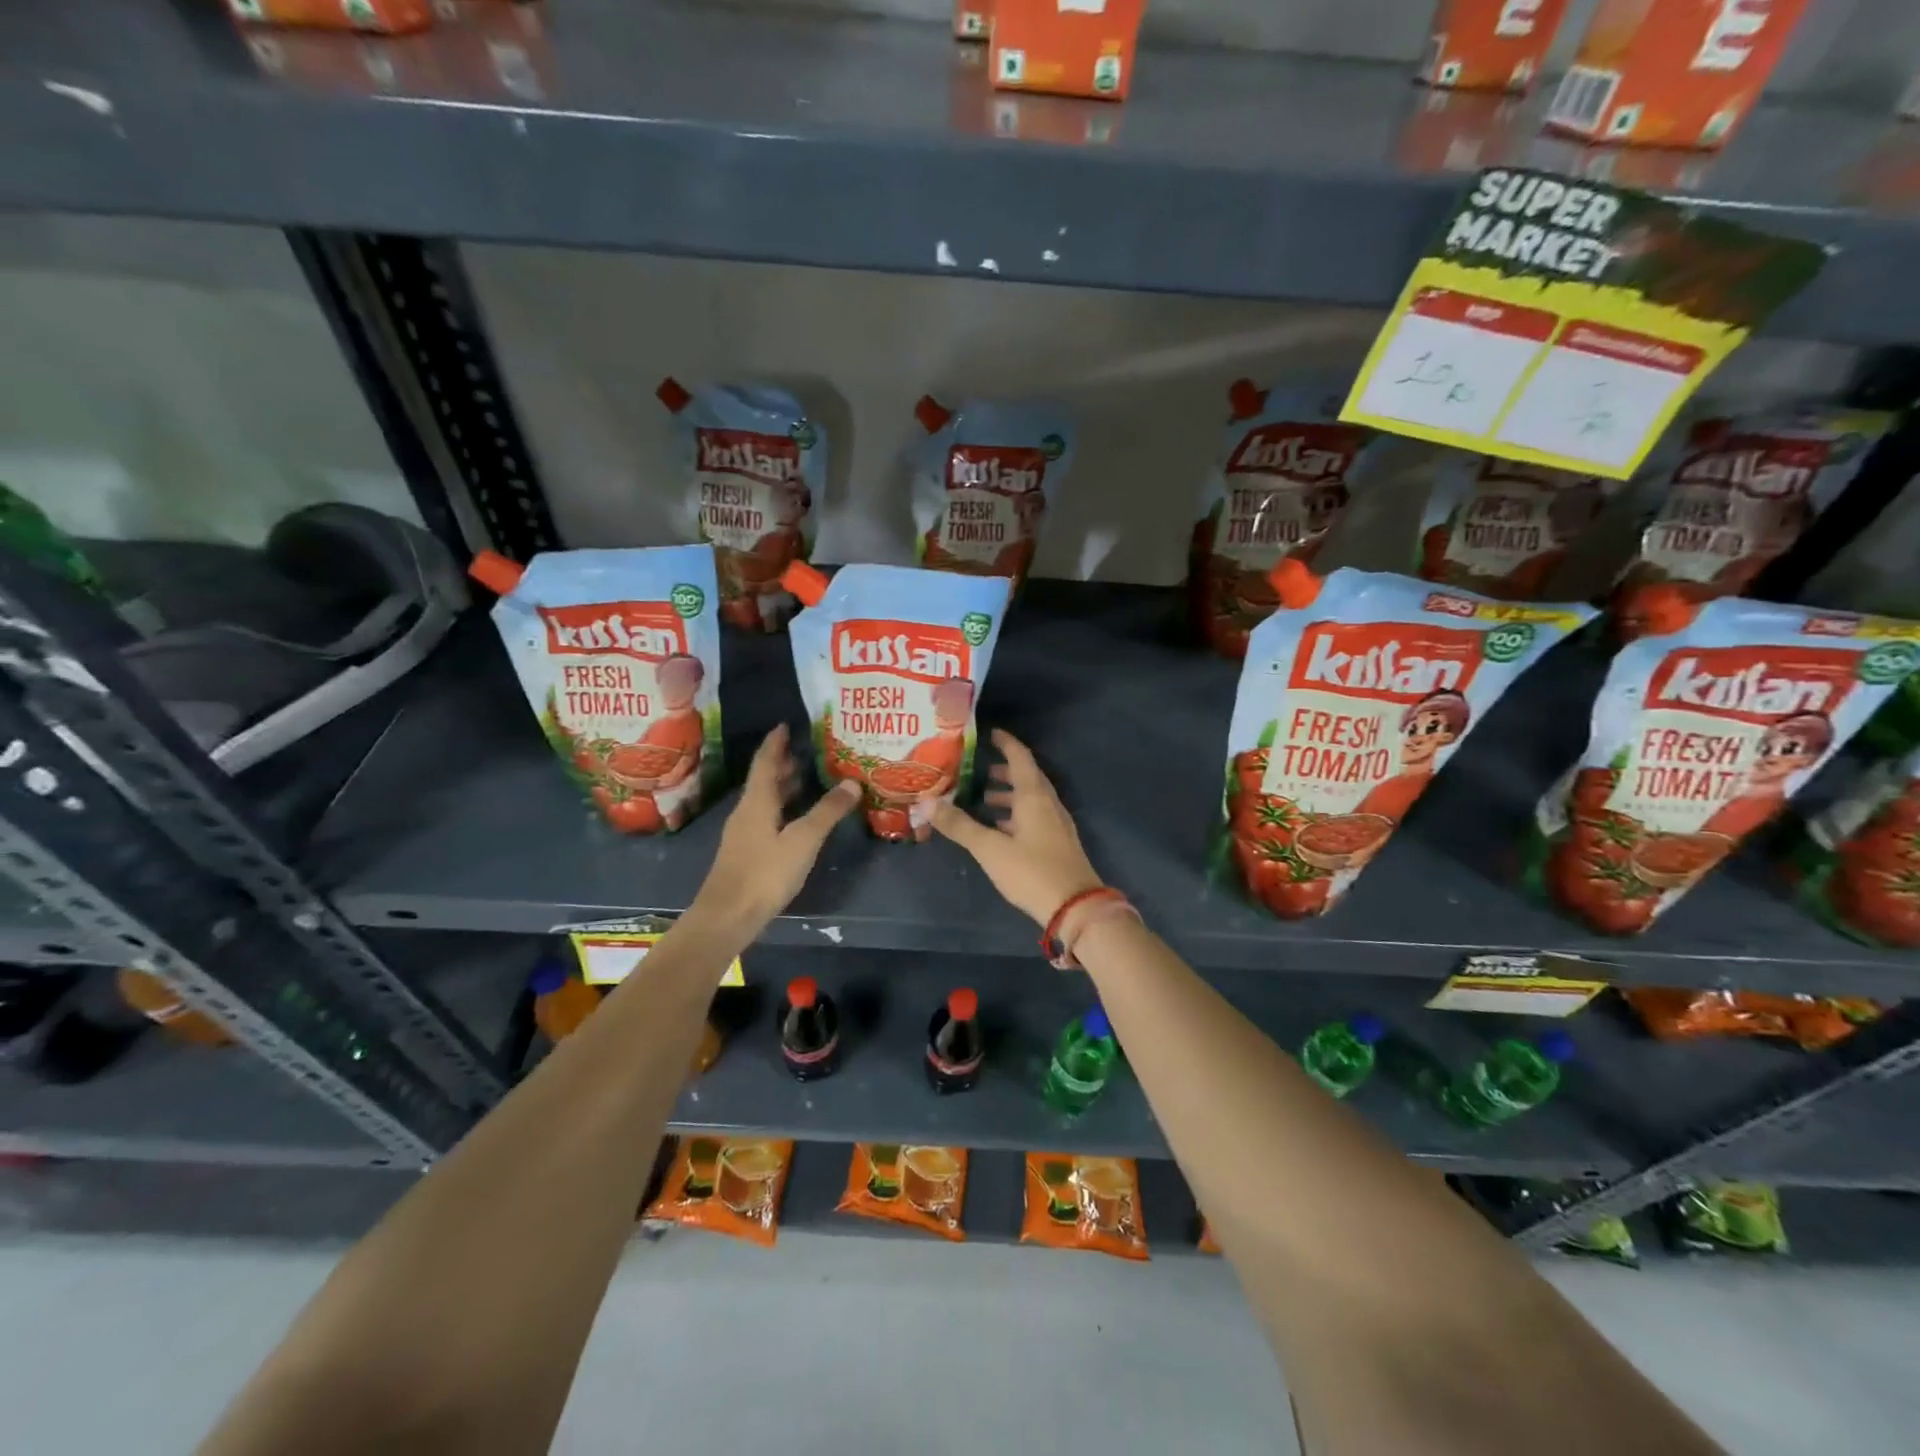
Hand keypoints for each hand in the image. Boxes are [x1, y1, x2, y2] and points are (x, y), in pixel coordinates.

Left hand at [687, 725, 860, 933]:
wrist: (727, 917)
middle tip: (807, 750)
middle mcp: (747, 811)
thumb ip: (827, 812)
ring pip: (765, 800)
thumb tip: (851, 783)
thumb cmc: (764, 873)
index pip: (766, 762)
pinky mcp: (747, 852)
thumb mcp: (803, 840)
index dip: (776, 742)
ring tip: (808, 778)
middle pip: (765, 780)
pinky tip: (798, 818)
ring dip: (784, 787)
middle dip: (784, 763)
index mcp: (757, 801)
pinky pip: (767, 818)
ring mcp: (744, 833)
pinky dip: (783, 808)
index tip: (786, 724)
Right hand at [930, 729, 1102, 925]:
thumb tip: (927, 802)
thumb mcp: (990, 848)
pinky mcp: (1057, 844)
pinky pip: (1035, 817)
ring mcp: (1056, 824)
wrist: (1075, 907)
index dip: (1006, 743)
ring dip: (1010, 795)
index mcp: (1034, 796)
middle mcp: (1048, 804)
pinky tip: (1001, 830)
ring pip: (1032, 799)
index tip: (990, 734)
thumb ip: (959, 825)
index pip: (1020, 758)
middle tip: (980, 770)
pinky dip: (1017, 815)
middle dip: (1005, 771)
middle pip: (1027, 777)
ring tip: (985, 800)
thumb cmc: (1032, 871)